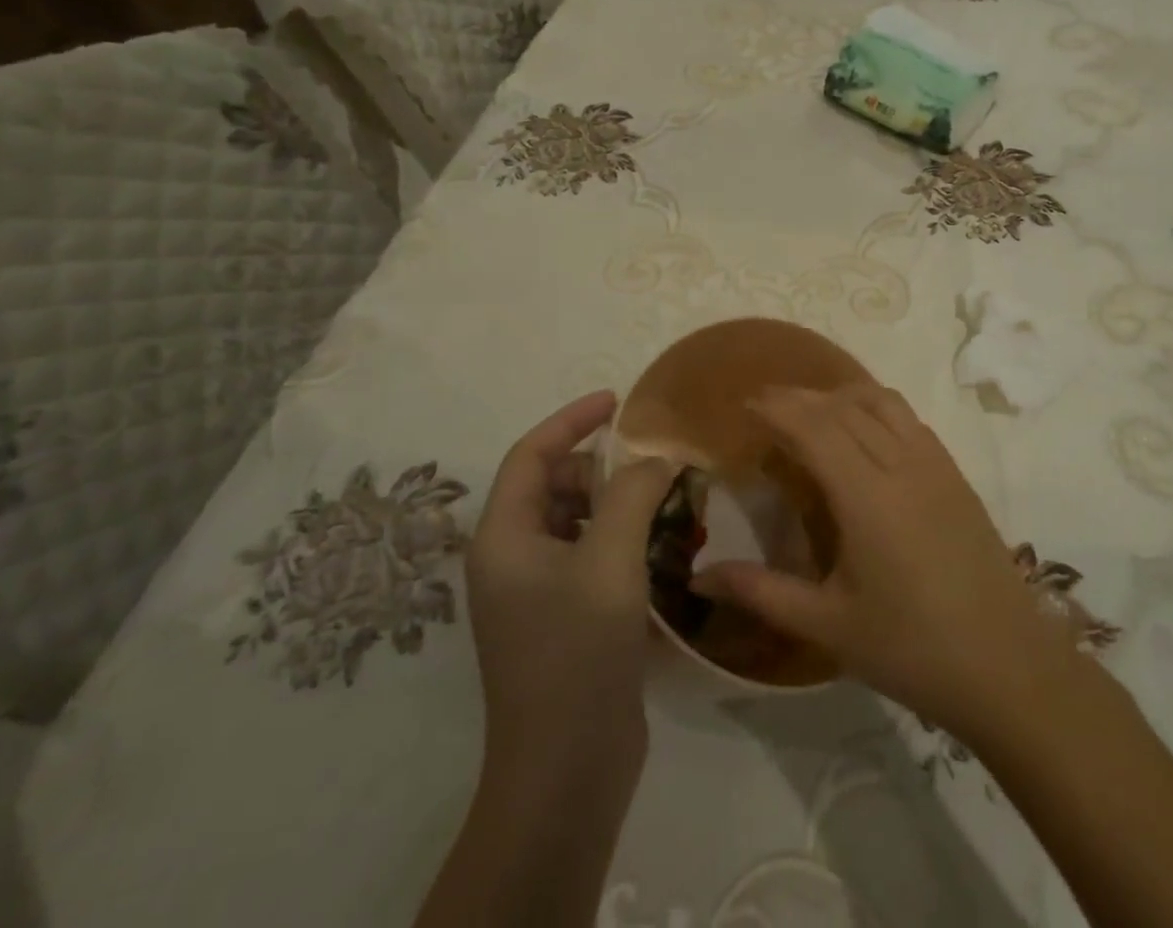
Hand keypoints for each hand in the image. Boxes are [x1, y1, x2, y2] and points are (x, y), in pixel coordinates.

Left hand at [465, 391, 676, 780]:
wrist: (566, 771)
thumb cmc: (577, 652)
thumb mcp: (610, 560)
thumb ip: (634, 494)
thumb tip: (657, 459)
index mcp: (504, 537)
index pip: (531, 454)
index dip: (572, 419)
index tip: (618, 401)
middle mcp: (511, 559)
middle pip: (556, 486)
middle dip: (604, 469)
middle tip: (655, 467)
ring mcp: (536, 594)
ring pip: (577, 522)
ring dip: (619, 506)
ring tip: (668, 506)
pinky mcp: (562, 621)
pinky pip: (591, 558)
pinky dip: (623, 543)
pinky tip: (663, 552)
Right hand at [693, 384, 1068, 736]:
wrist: (1007, 666)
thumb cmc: (911, 649)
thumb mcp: (828, 625)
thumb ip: (762, 592)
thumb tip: (701, 575)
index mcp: (867, 496)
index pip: (815, 427)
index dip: (779, 408)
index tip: (747, 403)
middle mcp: (901, 464)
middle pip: (845, 407)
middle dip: (801, 397)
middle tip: (767, 405)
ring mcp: (935, 464)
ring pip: (882, 402)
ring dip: (841, 395)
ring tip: (812, 411)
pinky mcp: (956, 474)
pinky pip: (909, 419)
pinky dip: (876, 406)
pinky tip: (864, 431)